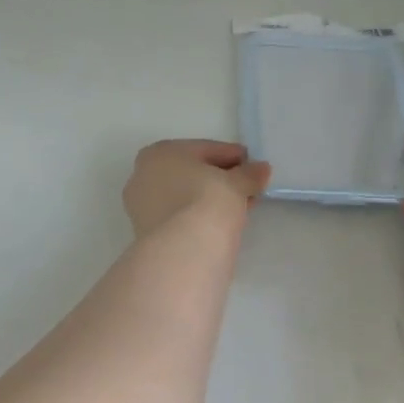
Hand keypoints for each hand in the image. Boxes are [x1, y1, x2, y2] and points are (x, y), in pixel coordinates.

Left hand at [123, 139, 270, 237]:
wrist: (182, 253)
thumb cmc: (207, 202)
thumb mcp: (236, 184)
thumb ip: (249, 174)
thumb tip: (261, 169)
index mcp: (160, 153)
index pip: (205, 149)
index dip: (234, 156)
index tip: (255, 166)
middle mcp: (143, 176)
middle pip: (192, 174)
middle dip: (222, 180)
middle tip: (249, 188)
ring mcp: (142, 208)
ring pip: (186, 197)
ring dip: (212, 200)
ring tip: (240, 209)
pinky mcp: (148, 235)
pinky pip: (181, 217)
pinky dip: (200, 218)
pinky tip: (221, 225)